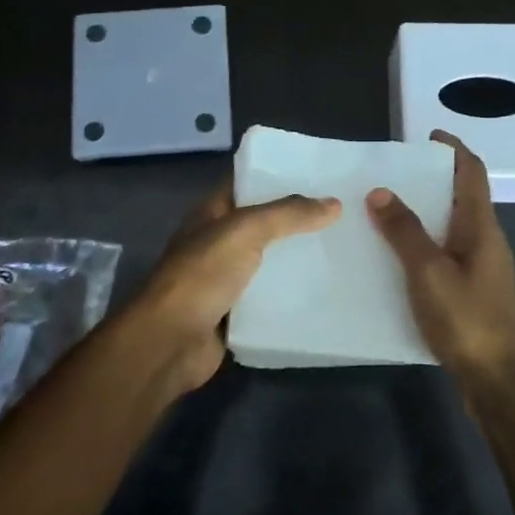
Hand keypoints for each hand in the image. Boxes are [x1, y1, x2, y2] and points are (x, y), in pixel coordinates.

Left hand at [131, 179, 340, 390]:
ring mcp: (225, 279)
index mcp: (211, 213)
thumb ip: (288, 215)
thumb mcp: (244, 231)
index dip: (278, 174)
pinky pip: (270, 297)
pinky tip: (326, 287)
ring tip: (343, 247)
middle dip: (297, 218)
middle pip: (263, 223)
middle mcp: (217, 242)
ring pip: (269, 261)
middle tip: (343, 211)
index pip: (247, 183)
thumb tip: (334, 203)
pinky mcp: (236, 312)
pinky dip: (292, 293)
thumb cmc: (202, 275)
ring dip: (298, 257)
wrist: (170, 341)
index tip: (319, 173)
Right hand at [366, 130, 514, 394]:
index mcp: (481, 227)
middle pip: (463, 196)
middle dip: (433, 179)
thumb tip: (381, 192)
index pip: (472, 172)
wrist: (497, 378)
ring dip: (426, 211)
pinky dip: (424, 241)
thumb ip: (404, 231)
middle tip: (394, 173)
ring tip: (387, 209)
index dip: (454, 149)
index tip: (429, 135)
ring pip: (453, 225)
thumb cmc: (466, 319)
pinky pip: (446, 251)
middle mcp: (486, 240)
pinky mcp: (473, 290)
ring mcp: (482, 267)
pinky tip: (397, 256)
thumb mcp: (428, 271)